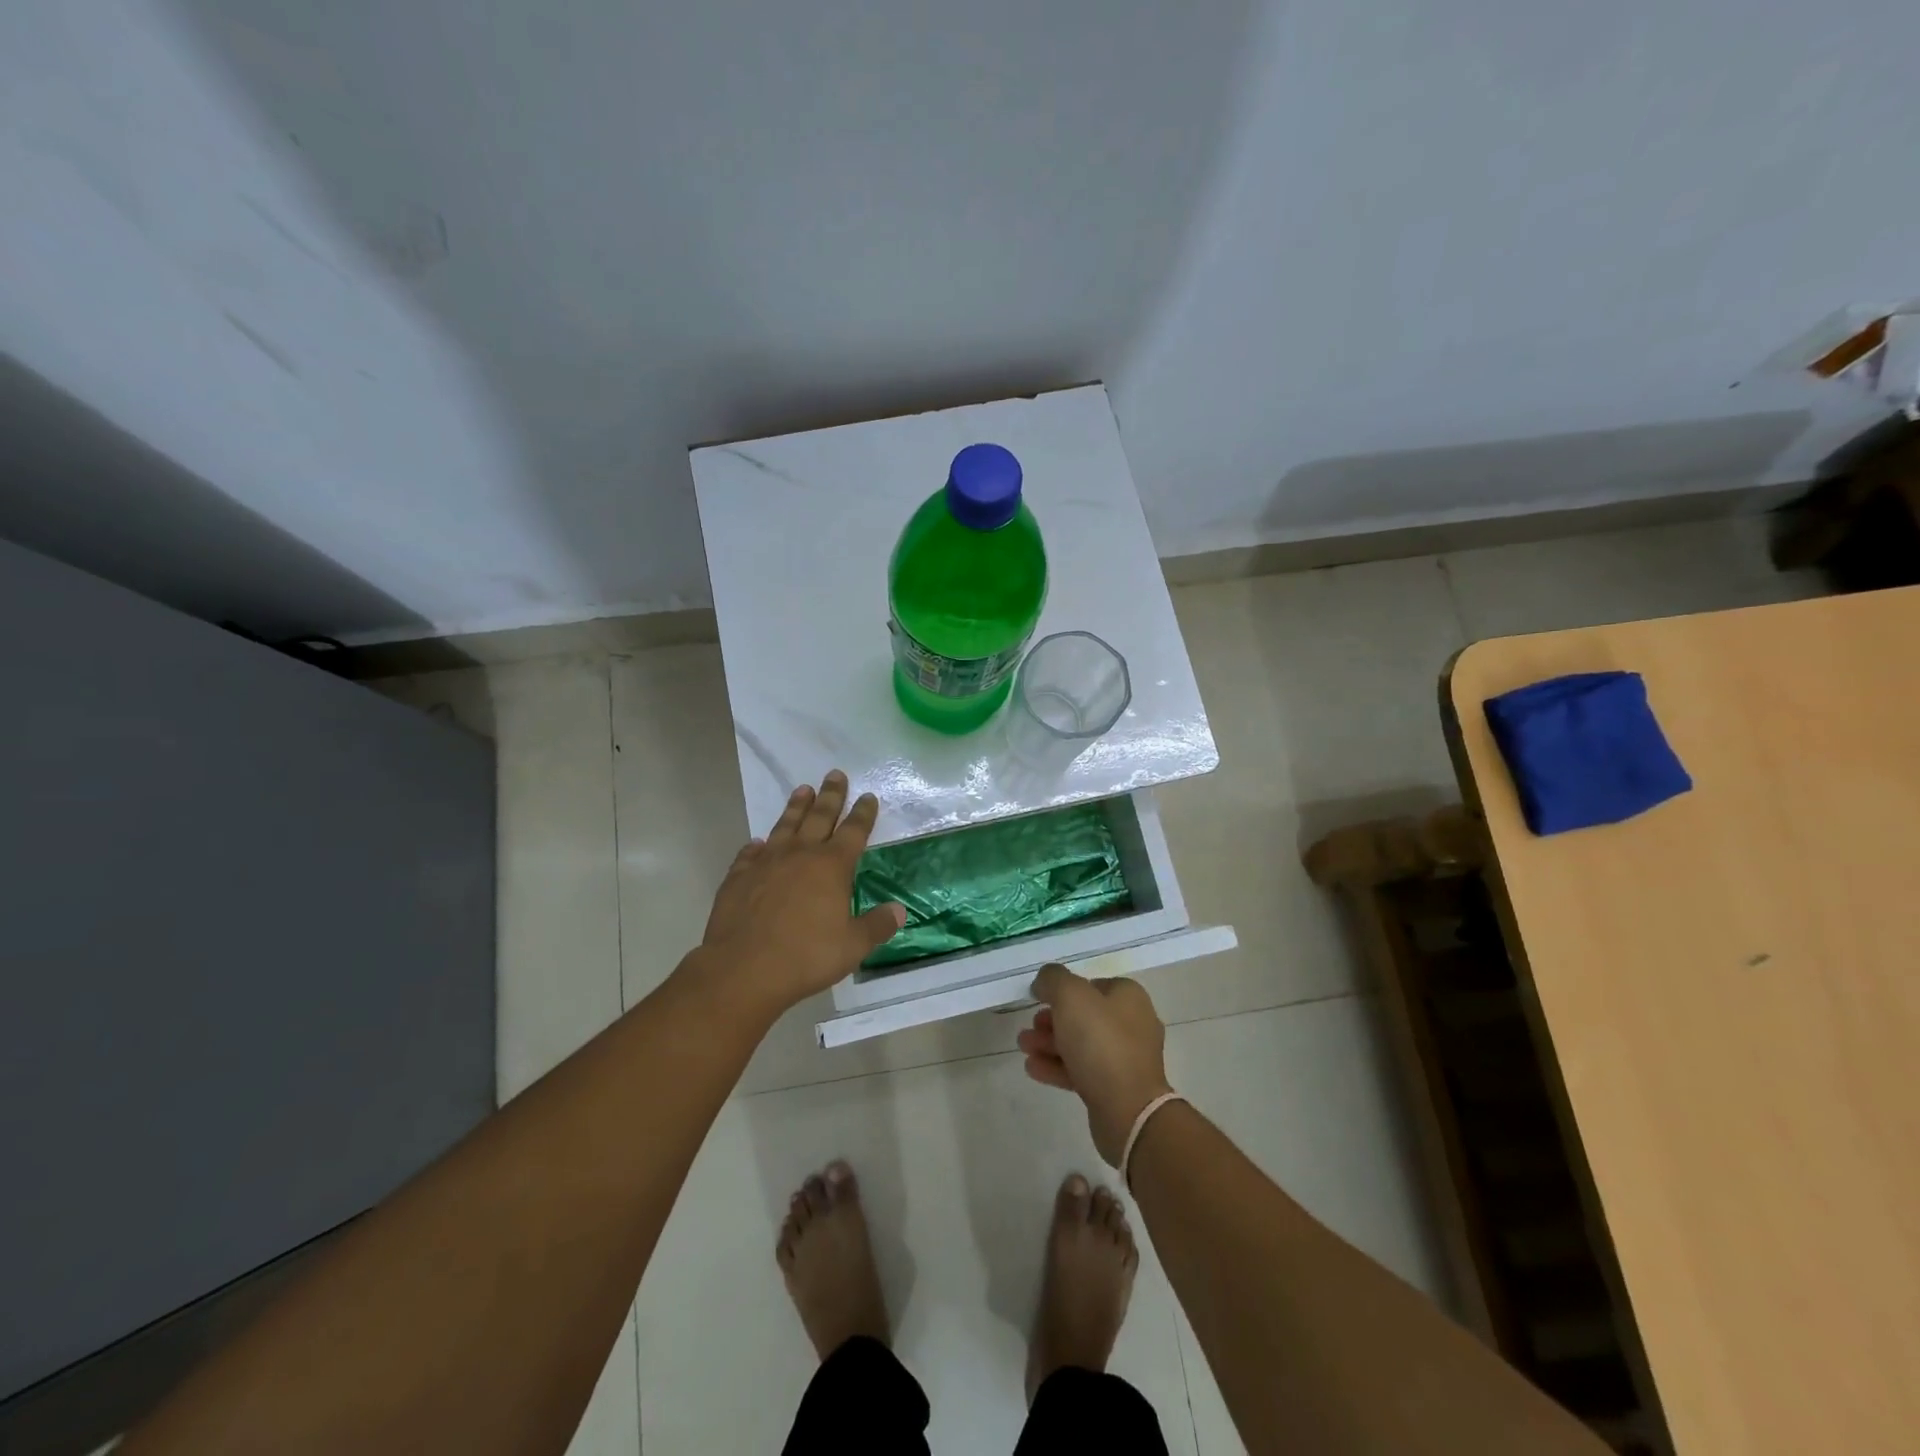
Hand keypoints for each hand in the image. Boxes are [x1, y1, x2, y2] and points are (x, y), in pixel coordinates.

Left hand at [696, 771, 904, 1015]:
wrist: (743, 969)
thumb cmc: (806, 956)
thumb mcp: (852, 946)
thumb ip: (876, 926)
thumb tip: (899, 911)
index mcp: (832, 866)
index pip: (853, 831)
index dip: (863, 813)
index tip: (868, 797)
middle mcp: (800, 855)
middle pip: (819, 816)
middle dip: (831, 795)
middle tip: (835, 774)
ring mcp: (766, 863)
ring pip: (785, 826)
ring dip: (796, 807)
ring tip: (803, 790)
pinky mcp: (739, 877)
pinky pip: (750, 853)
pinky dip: (757, 845)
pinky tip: (758, 842)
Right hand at [1019, 964, 1173, 1165]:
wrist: (1128, 1110)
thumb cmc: (1100, 1042)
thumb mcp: (1070, 996)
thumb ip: (1053, 979)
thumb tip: (1044, 981)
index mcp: (1128, 996)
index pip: (1090, 984)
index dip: (1062, 989)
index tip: (1038, 998)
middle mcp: (1132, 1023)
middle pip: (1084, 1015)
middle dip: (1051, 1020)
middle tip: (1029, 1026)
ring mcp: (1126, 1058)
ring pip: (1081, 1044)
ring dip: (1050, 1043)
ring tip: (1023, 1046)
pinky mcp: (1117, 1088)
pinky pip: (1083, 1070)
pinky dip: (1057, 1066)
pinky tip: (1033, 1068)